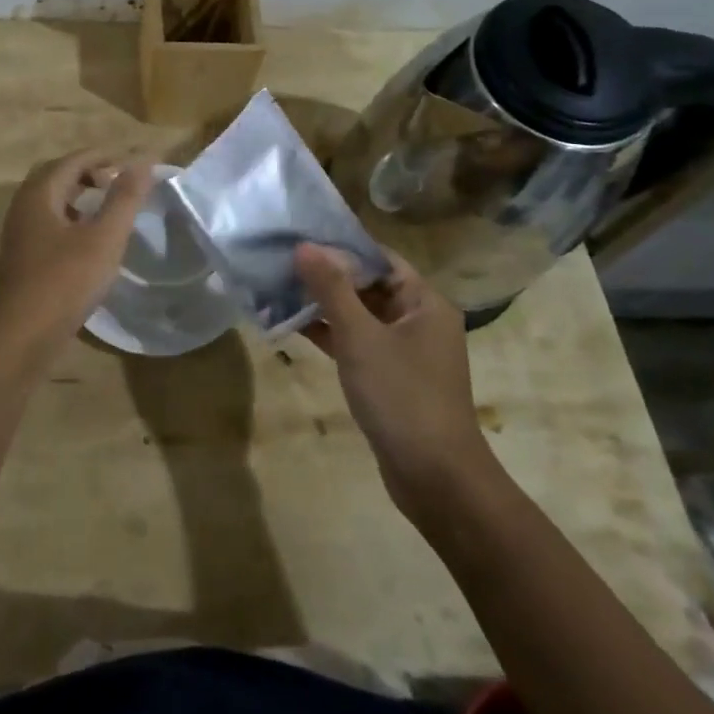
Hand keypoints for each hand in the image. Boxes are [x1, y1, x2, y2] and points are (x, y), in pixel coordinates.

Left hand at [0, 149, 152, 354]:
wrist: (20, 338)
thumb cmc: (64, 281)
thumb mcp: (103, 238)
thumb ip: (124, 198)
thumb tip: (144, 160)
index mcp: (39, 194)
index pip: (73, 160)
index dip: (104, 157)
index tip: (133, 163)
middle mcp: (23, 208)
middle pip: (57, 177)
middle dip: (89, 173)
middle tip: (119, 182)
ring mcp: (19, 235)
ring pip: (51, 203)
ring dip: (79, 197)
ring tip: (108, 209)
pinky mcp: (22, 260)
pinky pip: (48, 225)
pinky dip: (71, 221)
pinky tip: (89, 242)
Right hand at [296, 244, 487, 507]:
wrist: (435, 478)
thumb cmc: (402, 396)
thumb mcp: (361, 337)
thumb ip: (331, 289)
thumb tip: (305, 245)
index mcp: (424, 302)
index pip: (379, 258)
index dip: (340, 246)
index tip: (299, 236)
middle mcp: (418, 320)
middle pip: (368, 285)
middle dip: (326, 275)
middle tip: (281, 261)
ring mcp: (405, 351)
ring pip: (359, 315)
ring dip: (323, 305)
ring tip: (277, 289)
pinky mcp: (390, 377)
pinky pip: (357, 343)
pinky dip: (329, 334)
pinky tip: (292, 326)